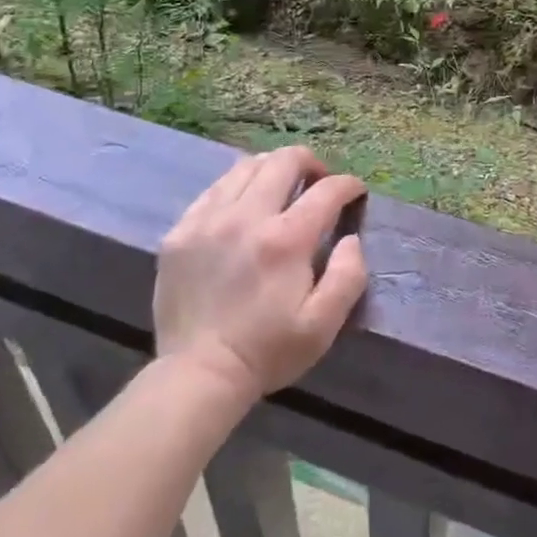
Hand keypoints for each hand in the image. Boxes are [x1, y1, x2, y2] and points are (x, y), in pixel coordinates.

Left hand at [153, 147, 368, 404]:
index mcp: (286, 240)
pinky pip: (214, 189)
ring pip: (246, 166)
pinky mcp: (181, 231)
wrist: (198, 375)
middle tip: (318, 181)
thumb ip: (348, 275)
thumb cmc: (268, 351)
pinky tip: (243, 206)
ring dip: (272, 169)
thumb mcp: (323, 324)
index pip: (327, 190)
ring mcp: (208, 220)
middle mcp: (246, 217)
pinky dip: (237, 187)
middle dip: (310, 162)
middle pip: (284, 160)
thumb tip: (351, 238)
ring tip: (281, 187)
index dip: (348, 184)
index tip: (355, 192)